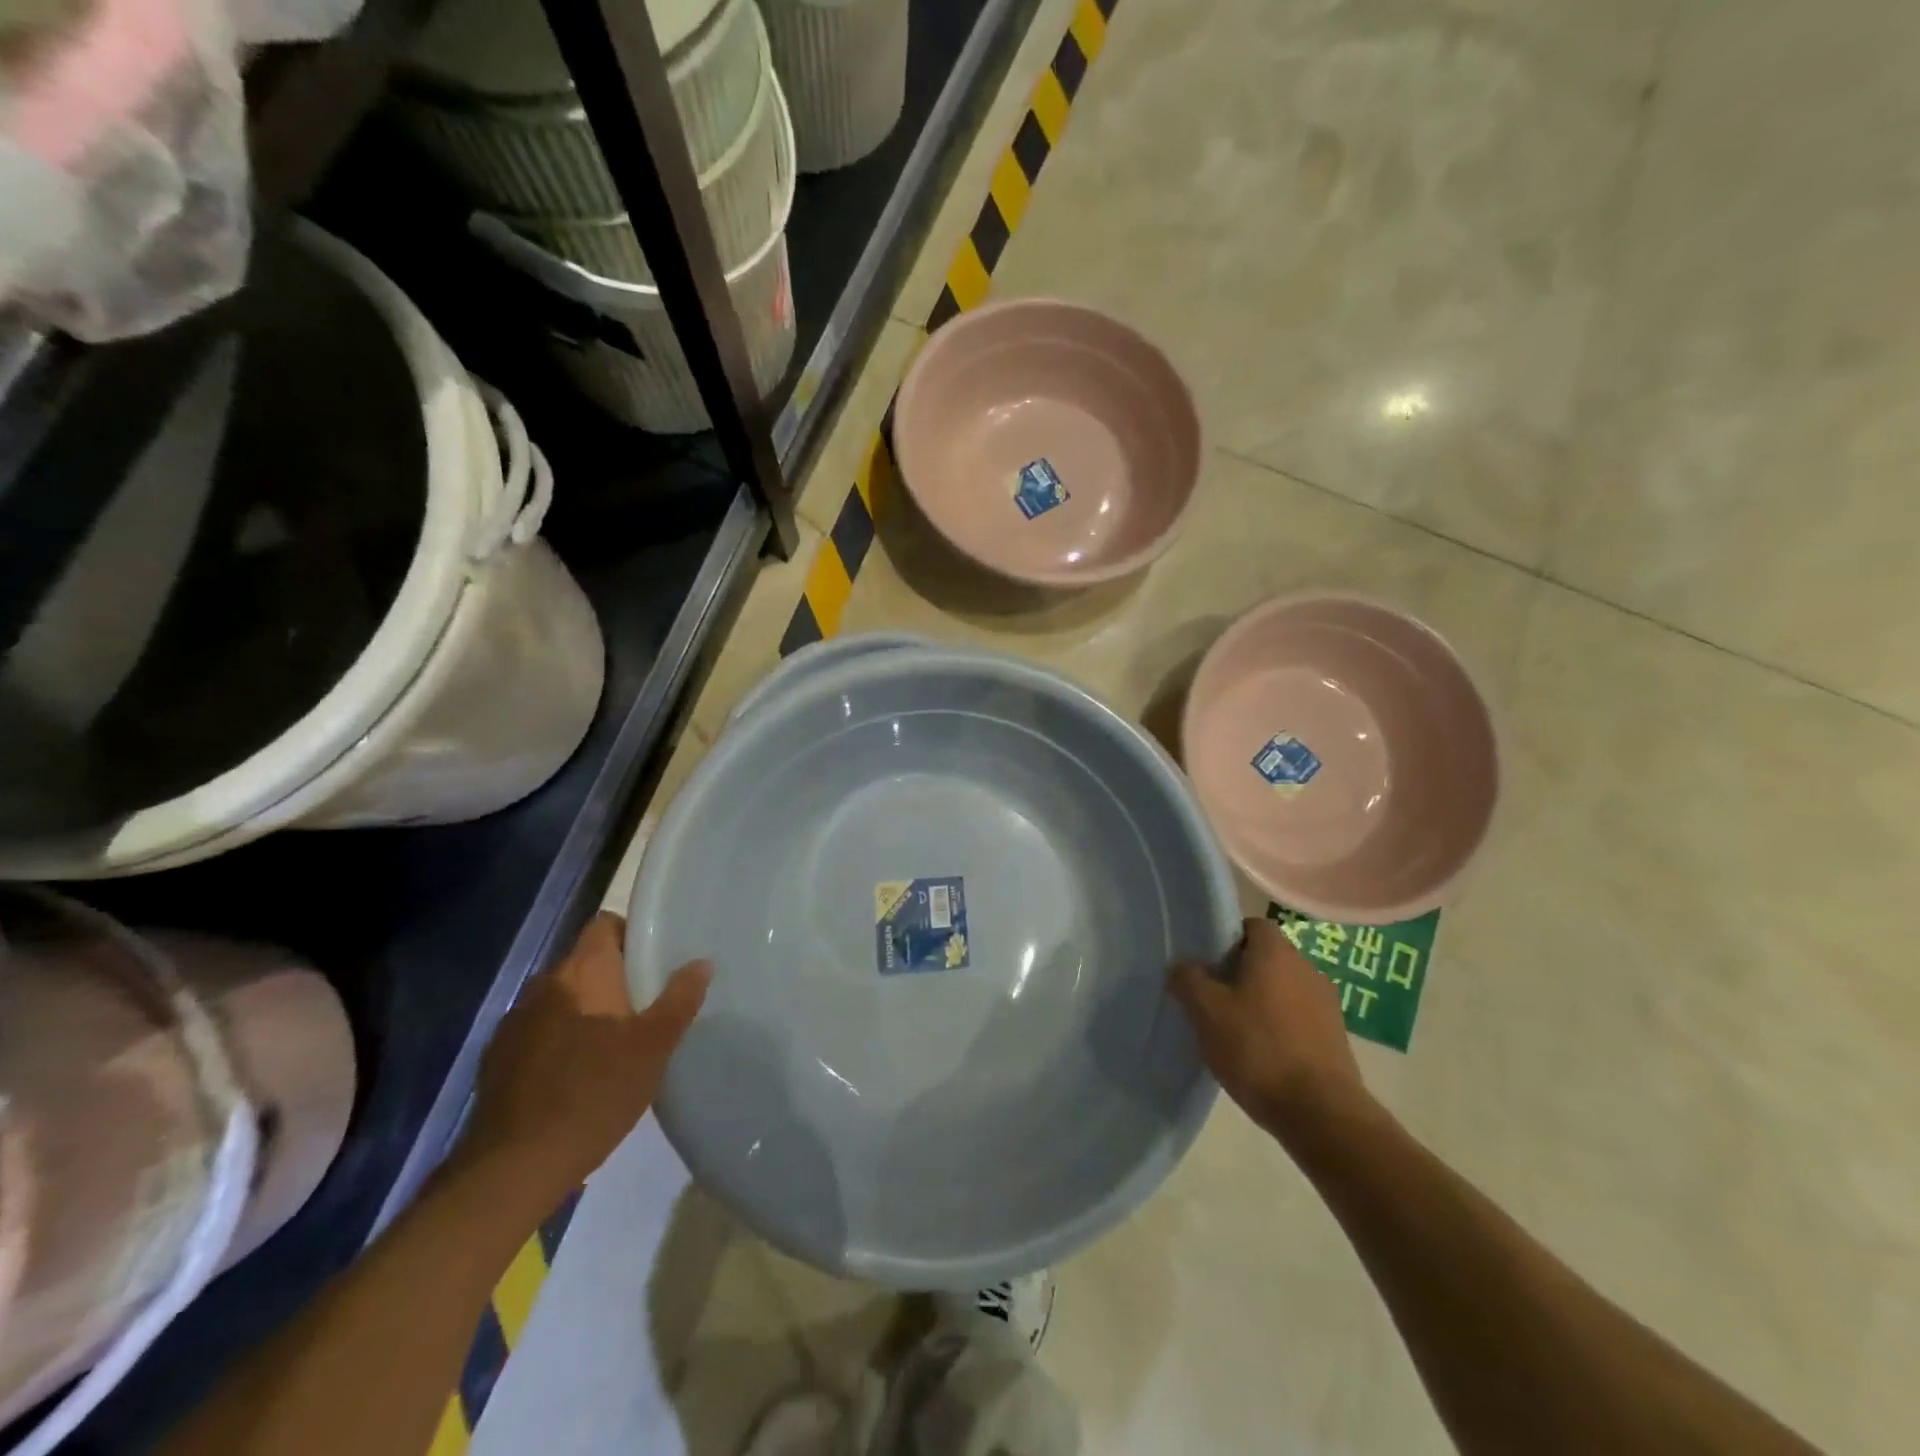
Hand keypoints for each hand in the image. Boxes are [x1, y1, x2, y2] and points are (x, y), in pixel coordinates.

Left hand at [461, 913, 709, 1195]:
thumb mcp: (653, 1048)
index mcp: (583, 972)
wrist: (514, 1167)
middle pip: (585, 962)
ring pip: (562, 998)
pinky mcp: (497, 1058)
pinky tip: (577, 1073)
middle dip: (614, 977)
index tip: (656, 958)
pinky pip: (539, 1030)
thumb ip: (679, 1000)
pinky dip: (560, 1039)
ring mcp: (515, 1021)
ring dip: (586, 1009)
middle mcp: (544, 984)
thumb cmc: (595, 1093)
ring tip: (615, 1041)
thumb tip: (702, 963)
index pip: (604, 925)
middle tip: (647, 1003)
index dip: (631, 933)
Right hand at [1170, 915, 1370, 1147]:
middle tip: (1212, 999)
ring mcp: (1326, 1004)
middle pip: (1266, 958)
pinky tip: (1261, 1055)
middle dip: (1239, 973)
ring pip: (1282, 989)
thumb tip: (1183, 966)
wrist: (1322, 1114)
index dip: (1226, 939)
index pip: (1251, 925)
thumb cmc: (1258, 1050)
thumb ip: (1188, 979)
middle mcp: (1306, 968)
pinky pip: (1298, 1018)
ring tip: (1234, 1031)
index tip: (1206, 964)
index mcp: (1276, 952)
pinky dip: (1279, 1028)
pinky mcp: (1335, 1037)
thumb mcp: (1206, 1012)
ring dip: (1260, 1002)